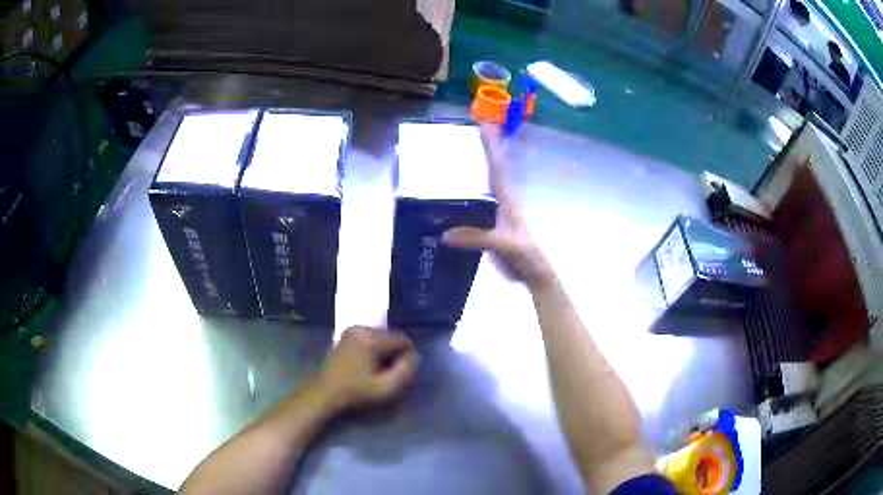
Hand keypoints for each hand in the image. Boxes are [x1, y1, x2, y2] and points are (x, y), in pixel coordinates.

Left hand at [316, 327, 416, 413]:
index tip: (403, 372)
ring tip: (380, 370)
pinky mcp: (346, 336)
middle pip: (391, 336)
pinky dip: (374, 349)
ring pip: (381, 337)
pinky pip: (369, 338)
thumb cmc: (356, 392)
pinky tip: (369, 365)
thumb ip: (405, 371)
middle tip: (392, 372)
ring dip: (385, 351)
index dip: (408, 355)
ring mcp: (351, 330)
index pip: (402, 339)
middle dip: (395, 353)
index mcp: (370, 338)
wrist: (325, 392)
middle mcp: (361, 328)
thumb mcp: (385, 388)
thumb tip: (413, 357)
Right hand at [442, 125, 555, 290]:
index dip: (490, 146)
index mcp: (506, 199)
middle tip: (460, 136)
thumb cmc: (525, 255)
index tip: (483, 125)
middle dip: (479, 152)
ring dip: (470, 173)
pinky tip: (447, 201)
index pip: (497, 167)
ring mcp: (494, 213)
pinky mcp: (488, 225)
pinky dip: (461, 199)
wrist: (532, 273)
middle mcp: (500, 201)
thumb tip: (444, 234)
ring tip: (448, 162)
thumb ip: (477, 238)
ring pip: (480, 187)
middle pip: (488, 171)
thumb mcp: (503, 245)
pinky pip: (472, 206)